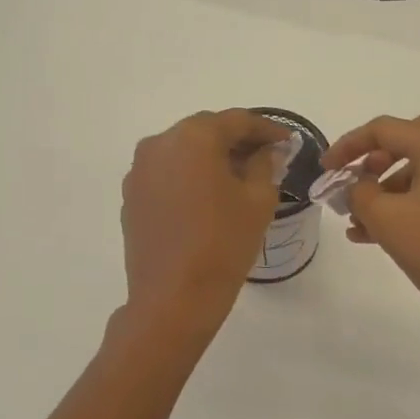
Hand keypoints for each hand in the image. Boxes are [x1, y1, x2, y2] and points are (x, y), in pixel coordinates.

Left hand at [120, 109, 287, 333]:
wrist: (174, 297)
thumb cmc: (224, 244)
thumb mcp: (258, 201)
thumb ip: (265, 165)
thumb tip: (266, 152)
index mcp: (194, 137)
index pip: (237, 121)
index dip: (267, 129)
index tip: (288, 141)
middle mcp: (160, 144)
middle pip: (206, 131)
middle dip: (237, 141)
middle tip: (266, 157)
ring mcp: (140, 170)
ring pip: (184, 152)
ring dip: (211, 158)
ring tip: (239, 178)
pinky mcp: (132, 196)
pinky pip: (167, 174)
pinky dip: (190, 177)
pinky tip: (209, 197)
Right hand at [320, 113, 419, 328]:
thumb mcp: (384, 217)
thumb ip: (359, 192)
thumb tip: (357, 187)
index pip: (385, 129)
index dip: (348, 146)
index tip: (325, 169)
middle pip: (409, 140)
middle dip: (374, 160)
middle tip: (354, 182)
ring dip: (387, 189)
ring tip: (358, 222)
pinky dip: (408, 203)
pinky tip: (377, 233)